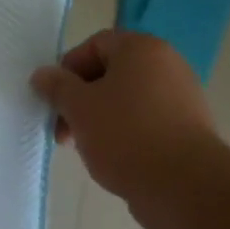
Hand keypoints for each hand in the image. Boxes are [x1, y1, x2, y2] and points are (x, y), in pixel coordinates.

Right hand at [31, 30, 217, 208]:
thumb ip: (57, 87)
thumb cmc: (125, 135)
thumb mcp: (79, 108)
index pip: (95, 44)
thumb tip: (42, 74)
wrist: (184, 184)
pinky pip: (145, 121)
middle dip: (80, 99)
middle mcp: (167, 64)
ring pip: (127, 100)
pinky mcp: (187, 128)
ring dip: (99, 119)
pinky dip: (124, 134)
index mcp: (142, 49)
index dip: (68, 69)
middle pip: (111, 73)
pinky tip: (114, 159)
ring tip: (87, 148)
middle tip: (64, 131)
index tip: (54, 100)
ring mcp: (181, 97)